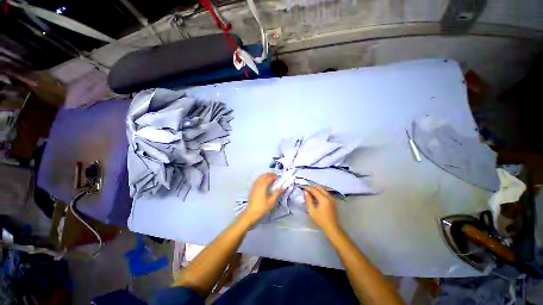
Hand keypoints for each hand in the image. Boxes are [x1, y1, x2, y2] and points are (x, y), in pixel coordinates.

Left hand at [240, 173, 282, 224]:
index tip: (279, 178)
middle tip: (276, 177)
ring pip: (260, 177)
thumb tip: (283, 187)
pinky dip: (262, 178)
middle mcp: (258, 183)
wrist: (251, 214)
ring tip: (271, 179)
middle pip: (264, 175)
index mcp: (263, 185)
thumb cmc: (262, 208)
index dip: (275, 176)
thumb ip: (277, 192)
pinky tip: (265, 183)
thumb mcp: (272, 201)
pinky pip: (258, 180)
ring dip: (266, 176)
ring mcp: (254, 186)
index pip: (269, 177)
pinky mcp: (252, 188)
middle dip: (270, 174)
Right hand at [304, 186, 339, 232]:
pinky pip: (325, 193)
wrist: (332, 228)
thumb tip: (306, 192)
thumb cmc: (321, 220)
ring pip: (323, 189)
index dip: (308, 188)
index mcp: (323, 198)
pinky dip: (320, 192)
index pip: (314, 190)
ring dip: (316, 189)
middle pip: (320, 188)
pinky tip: (316, 195)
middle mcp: (328, 196)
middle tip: (306, 188)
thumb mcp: (312, 211)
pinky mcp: (333, 201)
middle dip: (312, 187)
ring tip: (310, 191)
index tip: (303, 187)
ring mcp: (332, 198)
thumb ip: (308, 200)